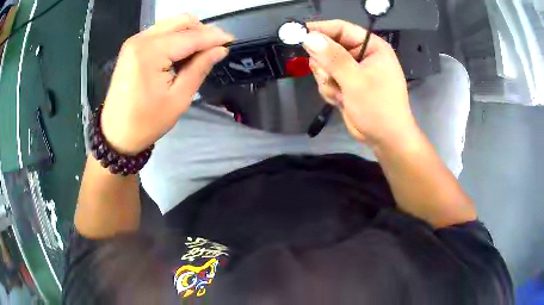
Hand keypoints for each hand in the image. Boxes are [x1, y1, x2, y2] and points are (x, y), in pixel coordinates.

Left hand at [100, 14, 233, 154]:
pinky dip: (175, 38)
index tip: (232, 41)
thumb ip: (199, 69)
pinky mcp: (132, 46)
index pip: (190, 37)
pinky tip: (181, 53)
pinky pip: (160, 32)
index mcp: (150, 53)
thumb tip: (220, 50)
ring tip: (199, 52)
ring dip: (189, 33)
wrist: (116, 134)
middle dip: (202, 31)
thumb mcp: (178, 99)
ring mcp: (135, 41)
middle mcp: (141, 39)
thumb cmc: (146, 122)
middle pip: (181, 21)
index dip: (214, 37)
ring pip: (171, 24)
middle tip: (214, 48)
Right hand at [303, 20, 417, 147]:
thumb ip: (332, 57)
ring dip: (327, 80)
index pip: (340, 28)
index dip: (319, 30)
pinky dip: (329, 90)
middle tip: (329, 77)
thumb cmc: (378, 108)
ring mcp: (353, 69)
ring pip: (324, 64)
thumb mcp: (356, 81)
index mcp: (371, 46)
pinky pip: (326, 79)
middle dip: (325, 64)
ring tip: (339, 92)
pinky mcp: (347, 83)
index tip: (298, 35)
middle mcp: (362, 54)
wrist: (386, 139)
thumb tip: (308, 37)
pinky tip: (340, 99)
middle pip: (328, 46)